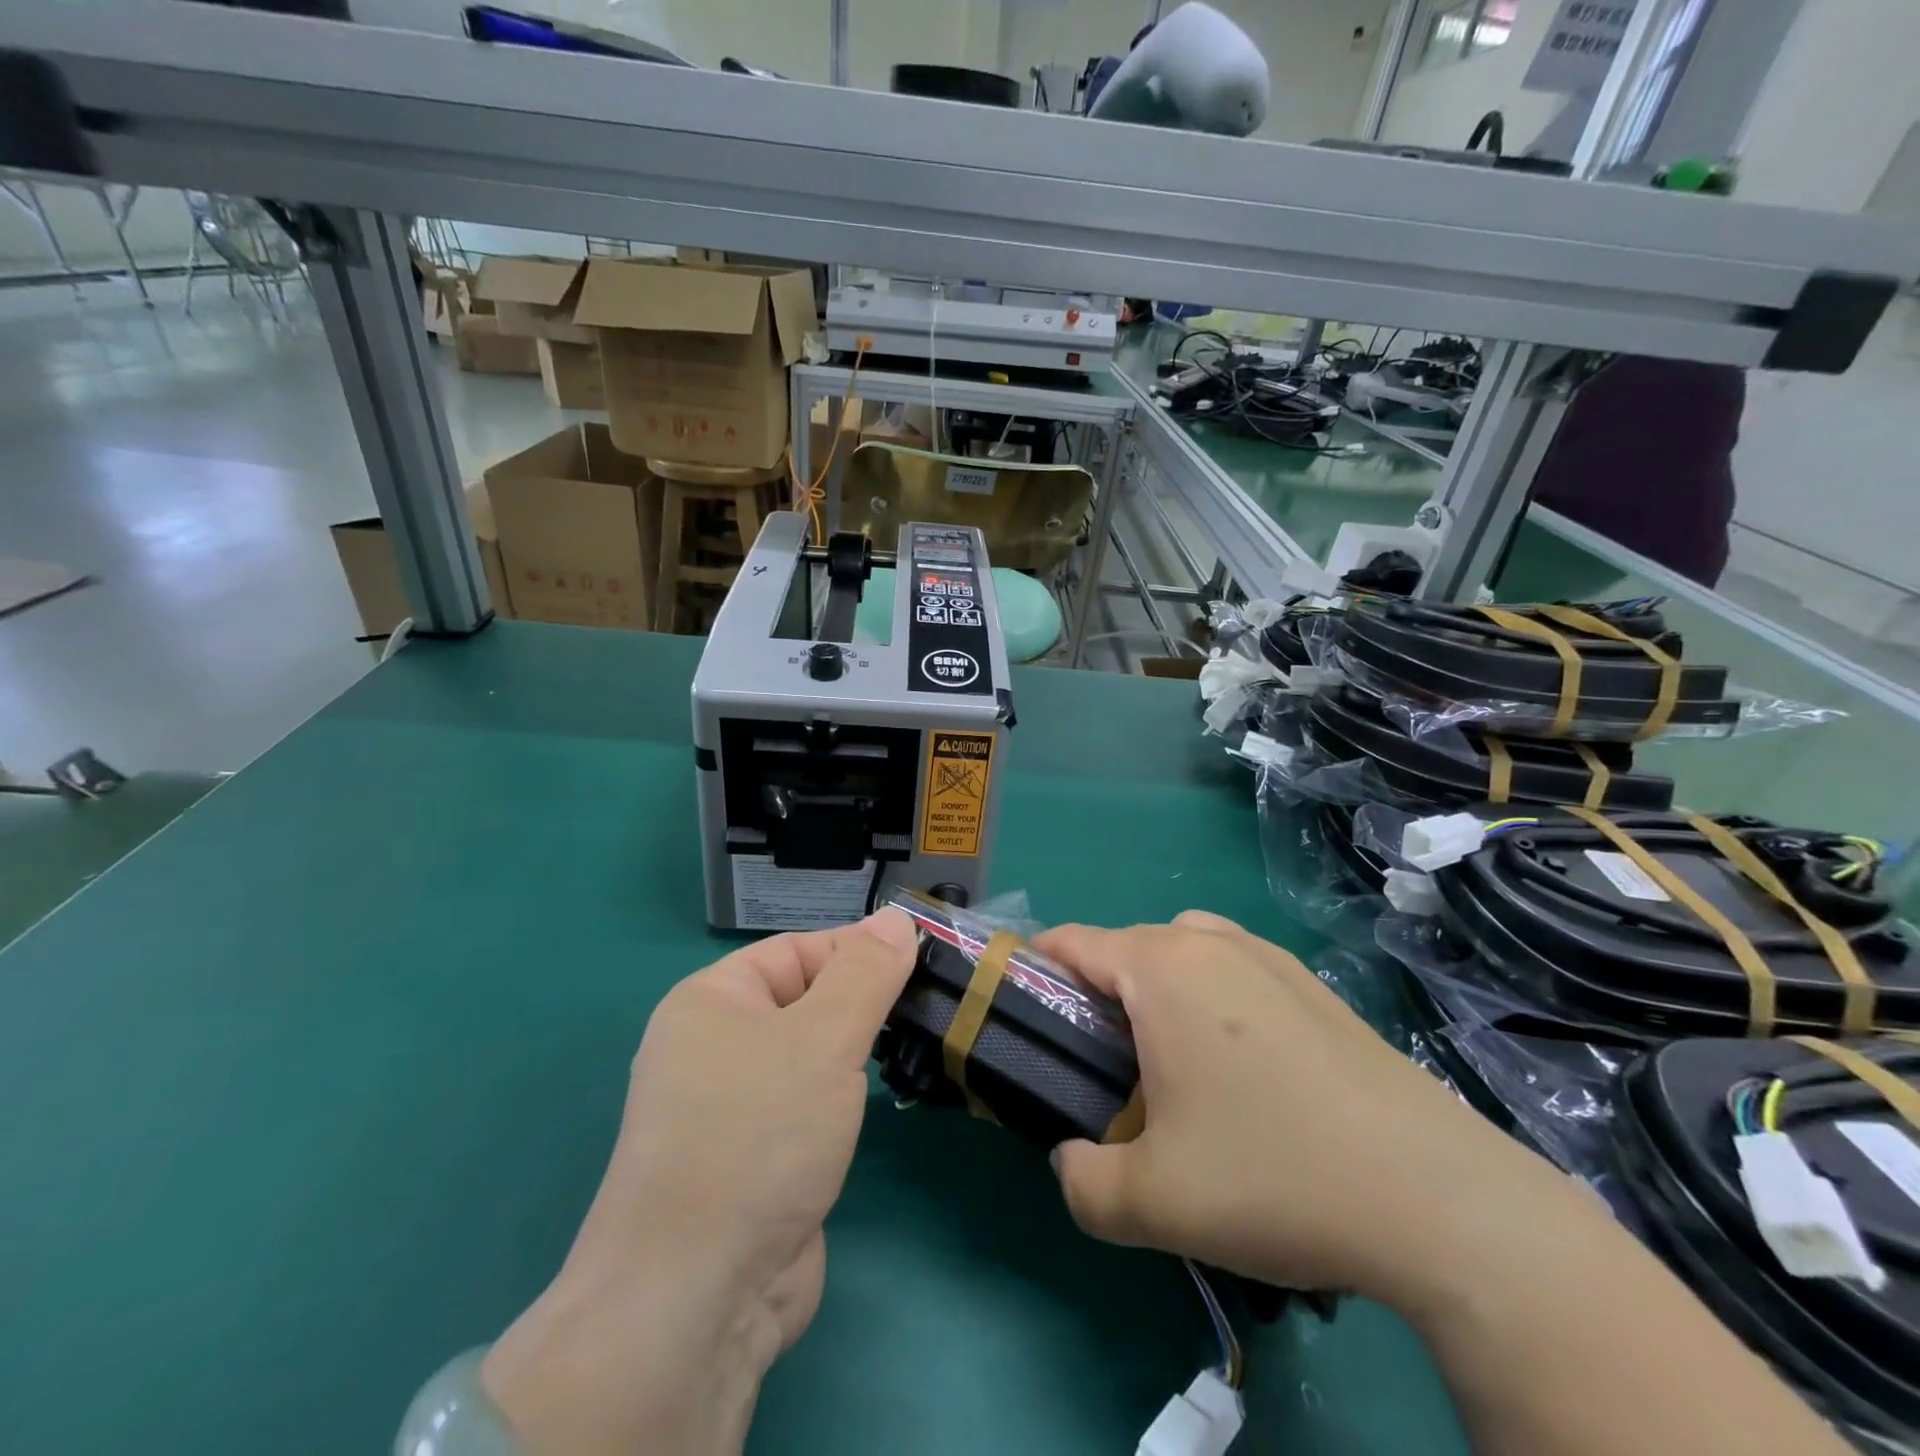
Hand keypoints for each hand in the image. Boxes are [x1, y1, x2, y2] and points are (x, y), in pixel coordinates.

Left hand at [481, 909, 918, 1454]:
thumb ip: (866, 973)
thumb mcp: (822, 1037)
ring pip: (807, 1056)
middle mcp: (712, 1046)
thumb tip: (897, 917)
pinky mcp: (751, 1159)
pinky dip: (839, 1101)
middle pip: (804, 1000)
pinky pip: (804, 1105)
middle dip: (861, 1006)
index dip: (858, 954)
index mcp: (711, 1000)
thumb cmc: (757, 1136)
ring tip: (911, 1051)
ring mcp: (729, 1108)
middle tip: (924, 1013)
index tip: (920, 968)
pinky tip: (874, 1108)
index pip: (798, 950)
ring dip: (853, 1056)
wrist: (696, 1299)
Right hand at [1034, 912, 1588, 1309]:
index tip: (1024, 1021)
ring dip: (1155, 989)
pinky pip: (1234, 968)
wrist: (1438, 1199)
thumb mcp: (1152, 1202)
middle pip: (1125, 946)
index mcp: (1161, 969)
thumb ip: (1081, 1182)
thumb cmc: (1276, 1178)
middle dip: (1096, 995)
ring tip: (1167, 1060)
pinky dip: (1210, 995)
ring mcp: (1269, 958)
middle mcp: (1211, 943)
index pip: (1072, 942)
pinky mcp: (1314, 985)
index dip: (1035, 972)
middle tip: (1099, 1068)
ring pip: (1182, 949)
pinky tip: (1240, 1068)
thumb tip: (1071, 1160)